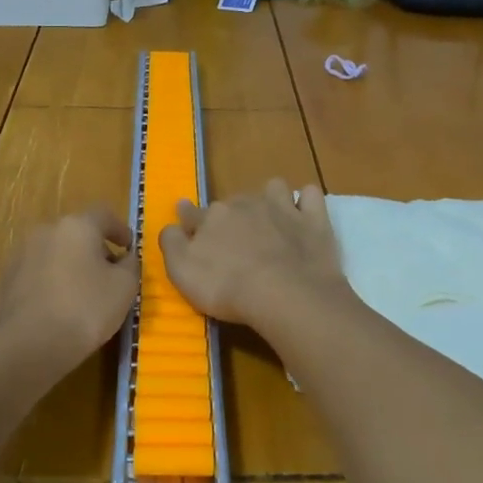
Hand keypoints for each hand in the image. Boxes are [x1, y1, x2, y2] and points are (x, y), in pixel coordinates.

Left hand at [0, 206, 140, 371]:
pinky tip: (59, 307)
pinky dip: (52, 282)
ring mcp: (22, 254)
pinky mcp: (7, 279)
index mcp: (77, 226)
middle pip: (77, 233)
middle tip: (109, 275)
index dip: (120, 229)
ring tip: (84, 294)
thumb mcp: (125, 287)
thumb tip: (125, 257)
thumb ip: (130, 265)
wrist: (29, 345)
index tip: (128, 248)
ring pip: (55, 252)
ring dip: (71, 265)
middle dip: (95, 250)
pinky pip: (38, 273)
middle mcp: (46, 231)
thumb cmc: (86, 309)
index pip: (104, 214)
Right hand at [158, 180, 353, 329]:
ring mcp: (282, 208)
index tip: (185, 216)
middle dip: (231, 214)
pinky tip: (305, 212)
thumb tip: (170, 226)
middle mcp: (244, 204)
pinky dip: (307, 201)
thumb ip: (172, 245)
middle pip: (233, 203)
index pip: (193, 213)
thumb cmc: (226, 287)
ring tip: (271, 217)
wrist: (283, 293)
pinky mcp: (313, 219)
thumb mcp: (182, 272)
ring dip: (271, 198)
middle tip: (234, 238)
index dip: (188, 216)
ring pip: (273, 188)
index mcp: (212, 217)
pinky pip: (311, 196)